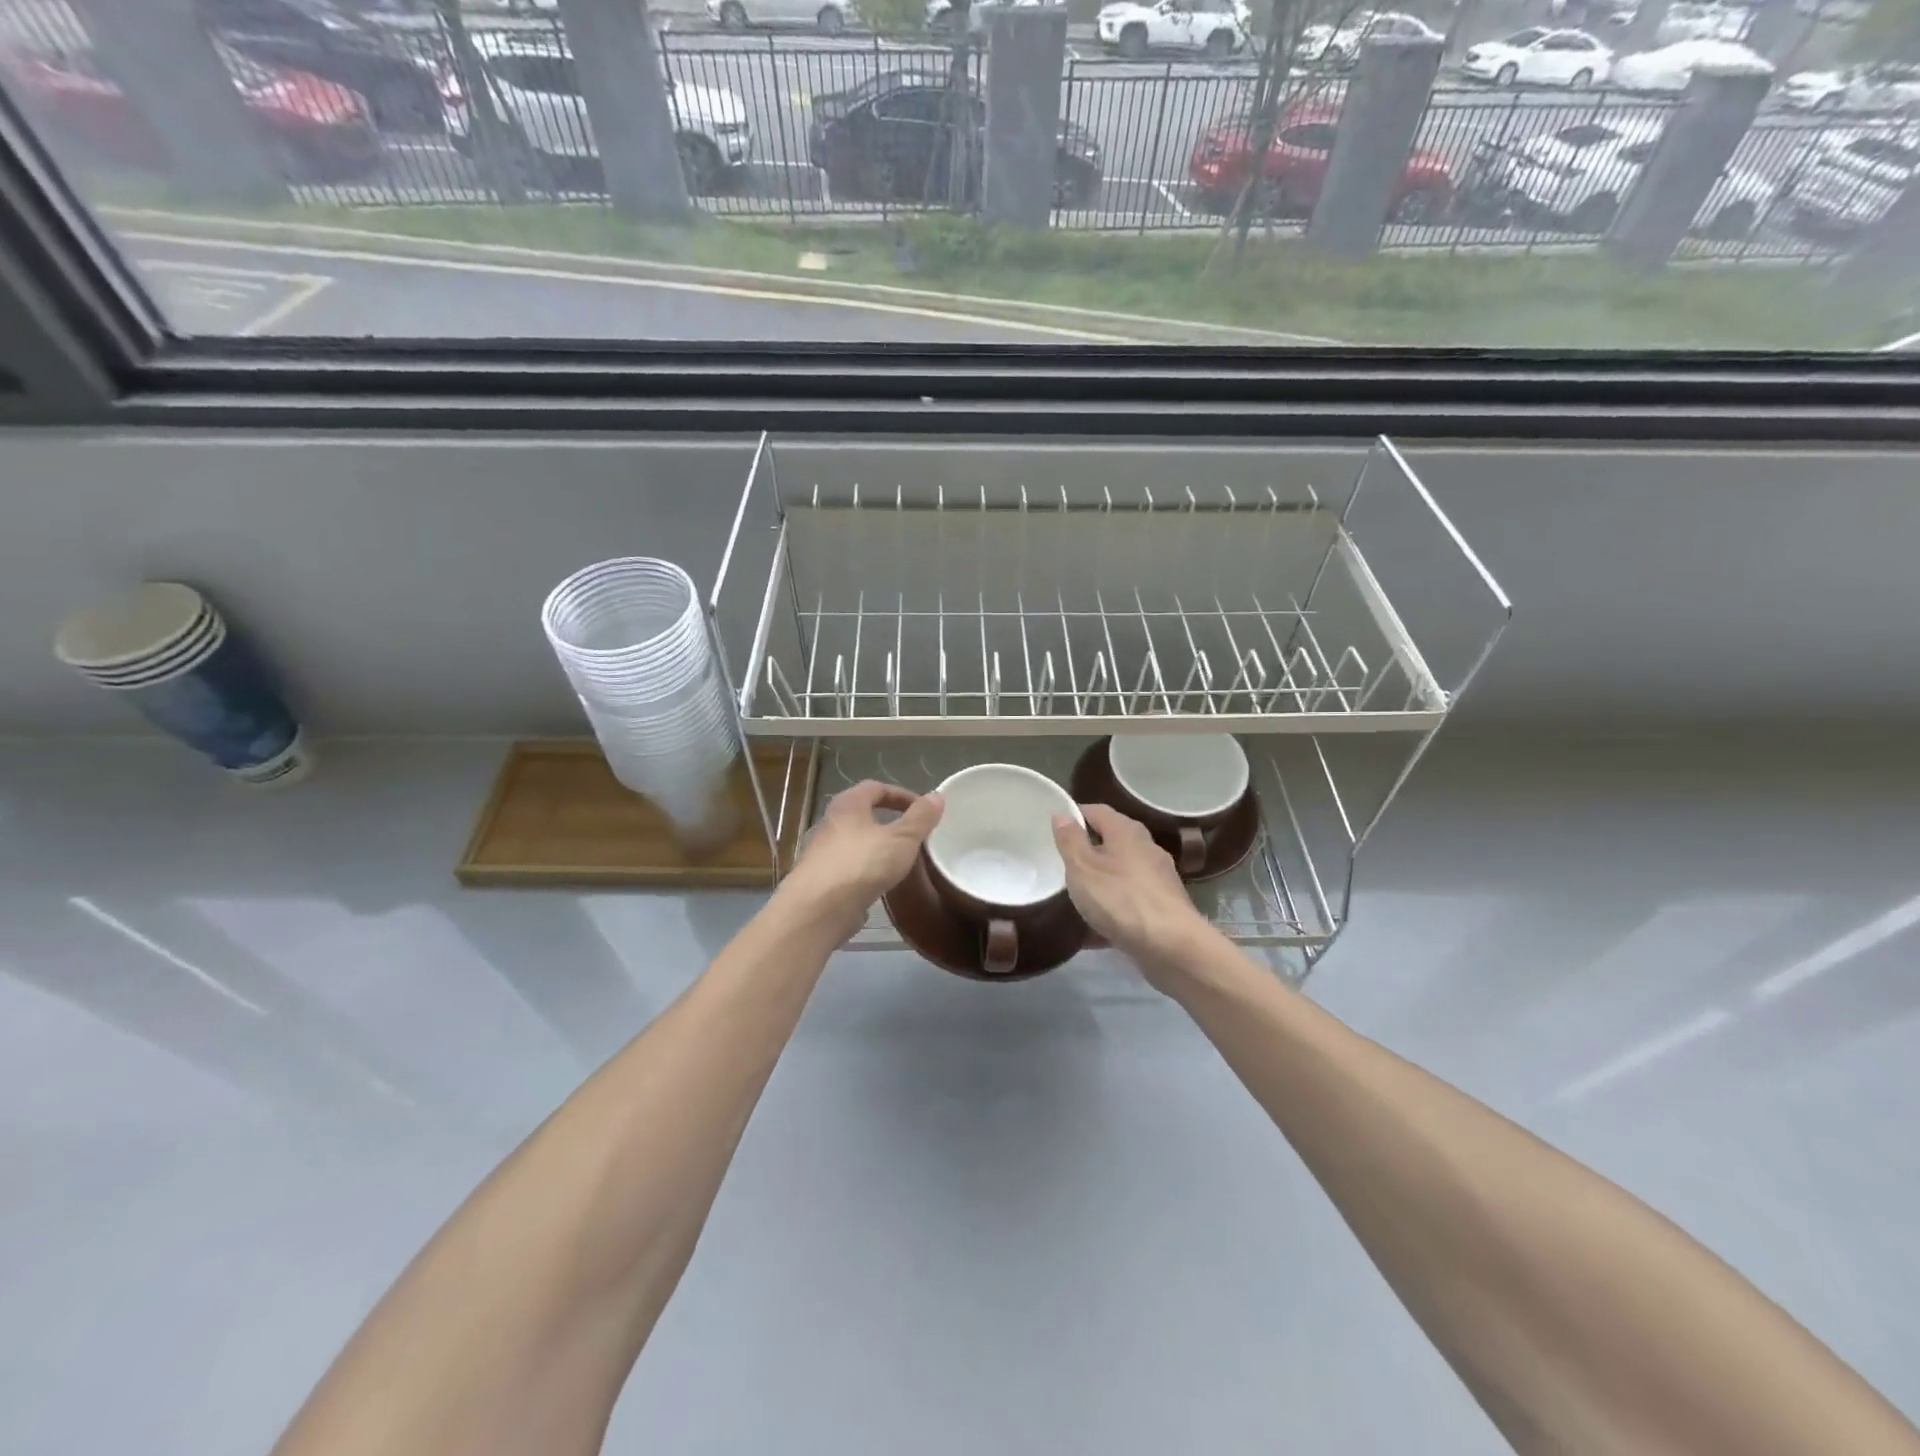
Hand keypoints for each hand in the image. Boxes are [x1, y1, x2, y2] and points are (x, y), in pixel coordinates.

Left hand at [778, 781, 942, 942]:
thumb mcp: (902, 838)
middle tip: (913, 834)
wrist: (818, 909)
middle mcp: (830, 823)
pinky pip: (849, 868)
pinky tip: (880, 884)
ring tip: (900, 860)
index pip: (875, 788)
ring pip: (855, 842)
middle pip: (862, 814)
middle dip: (889, 821)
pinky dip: (866, 871)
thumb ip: (921, 818)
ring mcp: (822, 853)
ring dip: (877, 847)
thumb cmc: (862, 864)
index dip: (901, 795)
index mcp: (848, 805)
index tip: (923, 809)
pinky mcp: (821, 881)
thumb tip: (937, 796)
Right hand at [1052, 804, 1213, 992]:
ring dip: (1100, 882)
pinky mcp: (1163, 907)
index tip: (1054, 828)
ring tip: (1074, 897)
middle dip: (1087, 851)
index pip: (1097, 811)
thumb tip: (1062, 814)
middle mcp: (1146, 848)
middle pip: (1112, 841)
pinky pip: (1129, 901)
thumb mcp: (1082, 867)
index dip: (1075, 815)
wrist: (1171, 946)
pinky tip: (1093, 931)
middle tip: (1061, 863)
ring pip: (1120, 873)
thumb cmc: (1120, 898)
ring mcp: (1158, 878)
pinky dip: (1112, 909)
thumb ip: (1070, 840)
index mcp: (1126, 831)